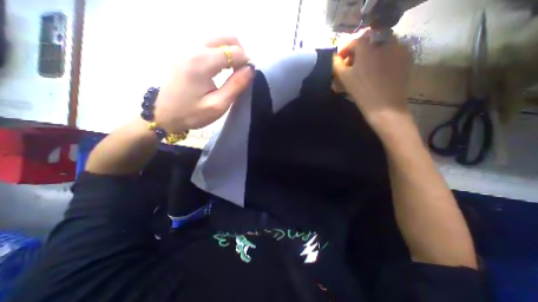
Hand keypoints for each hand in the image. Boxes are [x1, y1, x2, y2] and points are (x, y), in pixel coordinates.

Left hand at [154, 37, 254, 132]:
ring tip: (233, 70)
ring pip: (217, 39)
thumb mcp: (218, 105)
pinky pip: (208, 44)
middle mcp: (193, 48)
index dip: (246, 62)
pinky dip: (220, 52)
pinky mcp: (183, 52)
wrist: (163, 114)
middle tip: (242, 71)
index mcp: (202, 62)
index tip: (248, 75)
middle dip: (240, 52)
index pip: (234, 51)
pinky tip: (220, 67)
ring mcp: (186, 47)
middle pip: (226, 37)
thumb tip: (250, 69)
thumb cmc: (192, 113)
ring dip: (230, 51)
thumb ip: (236, 85)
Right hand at [335, 30, 412, 125]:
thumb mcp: (344, 79)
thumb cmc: (361, 92)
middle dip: (358, 53)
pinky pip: (392, 53)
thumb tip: (335, 58)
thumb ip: (337, 65)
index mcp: (367, 48)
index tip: (341, 60)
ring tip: (365, 69)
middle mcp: (385, 44)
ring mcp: (398, 50)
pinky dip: (382, 58)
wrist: (384, 106)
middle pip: (369, 43)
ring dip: (371, 54)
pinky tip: (378, 72)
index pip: (355, 41)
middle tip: (352, 66)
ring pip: (381, 46)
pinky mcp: (406, 58)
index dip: (346, 50)